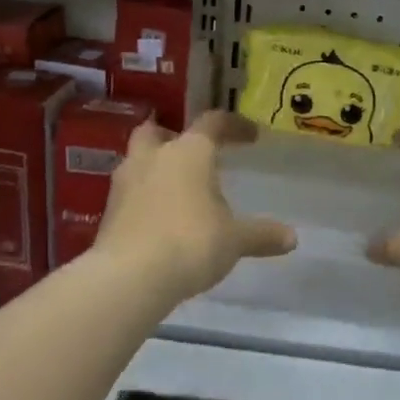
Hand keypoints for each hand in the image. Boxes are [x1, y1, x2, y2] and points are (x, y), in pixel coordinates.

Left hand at [94, 112, 296, 302]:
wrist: (130, 277)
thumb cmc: (191, 242)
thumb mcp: (234, 240)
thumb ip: (261, 235)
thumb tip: (291, 238)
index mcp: (189, 152)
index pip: (213, 123)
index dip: (233, 125)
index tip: (250, 136)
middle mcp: (153, 157)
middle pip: (157, 131)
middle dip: (173, 136)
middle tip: (193, 153)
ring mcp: (125, 183)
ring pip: (138, 160)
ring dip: (155, 167)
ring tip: (178, 190)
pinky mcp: (108, 212)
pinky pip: (130, 193)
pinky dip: (144, 198)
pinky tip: (160, 219)